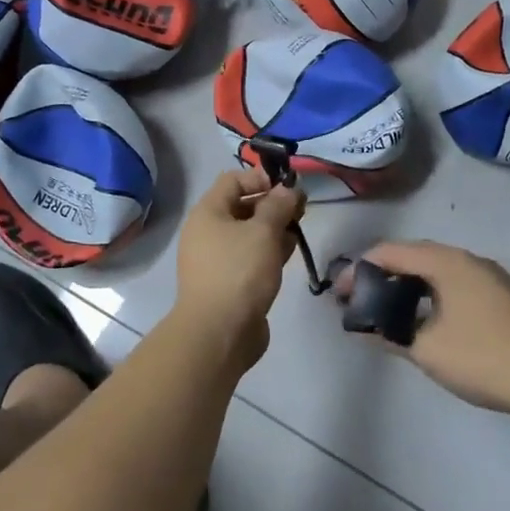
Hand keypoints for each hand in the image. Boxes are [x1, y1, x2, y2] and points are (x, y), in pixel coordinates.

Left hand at [173, 169, 304, 369]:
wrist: (219, 332)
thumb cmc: (239, 272)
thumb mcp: (263, 232)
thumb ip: (278, 206)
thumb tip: (287, 190)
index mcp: (208, 212)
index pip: (233, 180)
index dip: (261, 178)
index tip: (289, 188)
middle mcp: (207, 232)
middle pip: (242, 206)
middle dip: (273, 205)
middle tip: (301, 211)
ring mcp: (217, 259)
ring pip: (249, 234)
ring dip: (274, 229)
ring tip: (298, 232)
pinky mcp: (228, 282)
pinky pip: (250, 257)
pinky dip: (268, 251)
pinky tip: (288, 254)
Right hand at [349, 241, 509, 413]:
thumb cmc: (483, 357)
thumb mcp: (425, 348)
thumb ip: (388, 334)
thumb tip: (363, 329)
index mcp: (446, 262)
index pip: (390, 252)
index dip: (358, 269)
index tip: (337, 294)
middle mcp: (467, 260)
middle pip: (413, 256)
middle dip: (381, 275)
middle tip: (357, 300)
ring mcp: (488, 277)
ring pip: (435, 271)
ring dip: (406, 286)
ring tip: (384, 310)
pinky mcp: (501, 297)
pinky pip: (453, 284)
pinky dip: (429, 295)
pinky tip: (422, 320)